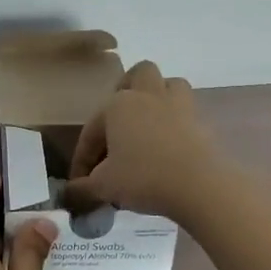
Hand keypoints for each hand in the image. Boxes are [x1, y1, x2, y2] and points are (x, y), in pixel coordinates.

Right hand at [65, 60, 227, 222]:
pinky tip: (169, 147)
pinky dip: (177, 123)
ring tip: (149, 124)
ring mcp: (179, 106)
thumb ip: (82, 189)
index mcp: (117, 105)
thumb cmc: (143, 178)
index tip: (80, 183)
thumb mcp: (104, 187)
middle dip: (128, 90)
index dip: (82, 158)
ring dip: (158, 97)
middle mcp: (147, 96)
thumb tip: (69, 195)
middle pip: (139, 74)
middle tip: (119, 122)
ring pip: (169, 85)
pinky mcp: (201, 122)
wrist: (200, 187)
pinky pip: (187, 112)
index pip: (92, 131)